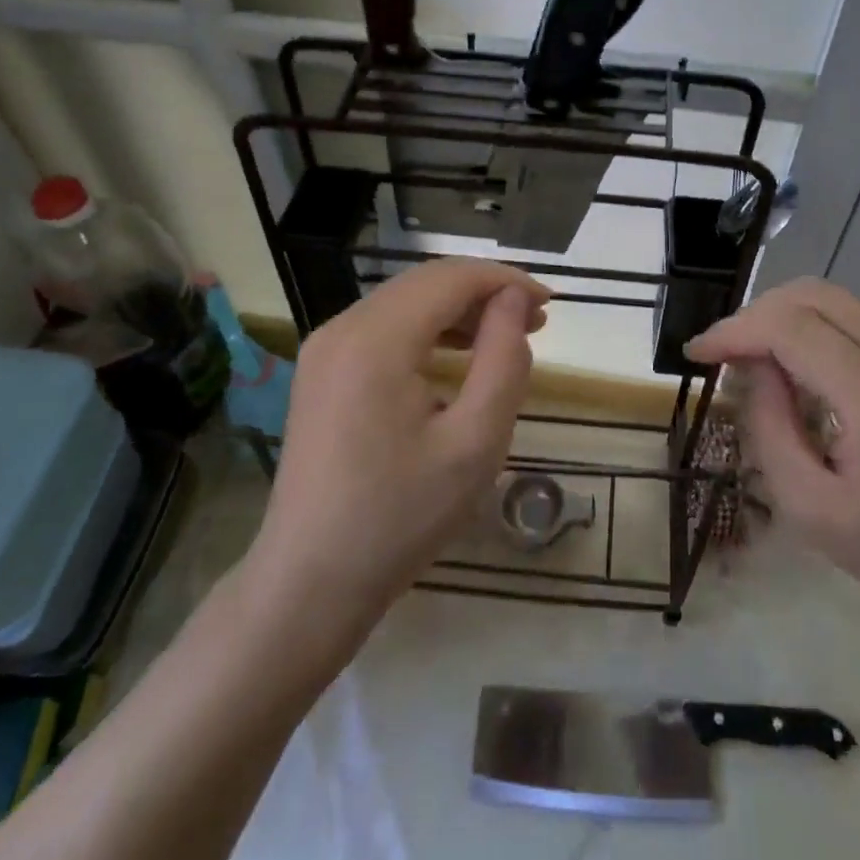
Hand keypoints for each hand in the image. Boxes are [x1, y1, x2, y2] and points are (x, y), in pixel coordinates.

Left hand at [246, 258, 550, 633]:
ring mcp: (325, 349)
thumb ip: (504, 360)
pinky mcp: (321, 372)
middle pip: (425, 284)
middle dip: (484, 294)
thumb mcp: (475, 442)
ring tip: (506, 336)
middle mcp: (342, 328)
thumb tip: (515, 300)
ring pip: (404, 303)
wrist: (310, 581)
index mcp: (375, 340)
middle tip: (536, 322)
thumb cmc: (401, 517)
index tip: (549, 305)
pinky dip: (427, 332)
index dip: (505, 281)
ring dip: (457, 311)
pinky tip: (456, 357)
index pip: (450, 278)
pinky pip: (383, 329)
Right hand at [687, 278, 859, 628]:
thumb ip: (769, 428)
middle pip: (816, 296)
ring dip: (784, 317)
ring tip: (752, 358)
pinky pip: (858, 324)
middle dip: (757, 314)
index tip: (697, 353)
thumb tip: (751, 368)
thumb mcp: (809, 508)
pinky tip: (795, 369)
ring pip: (838, 301)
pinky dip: (814, 330)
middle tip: (723, 353)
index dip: (735, 330)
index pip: (792, 328)